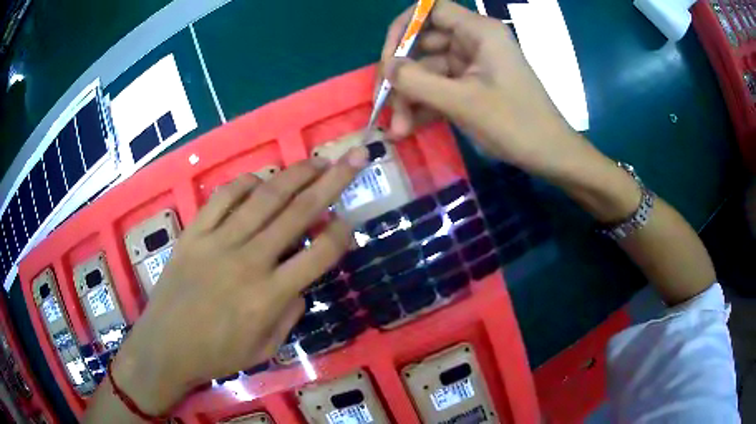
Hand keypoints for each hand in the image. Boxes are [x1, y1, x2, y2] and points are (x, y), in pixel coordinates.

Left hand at [110, 149, 368, 414]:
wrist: (165, 346)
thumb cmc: (217, 355)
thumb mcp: (265, 350)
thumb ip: (289, 315)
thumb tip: (300, 284)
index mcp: (269, 296)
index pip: (318, 254)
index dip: (341, 233)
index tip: (349, 220)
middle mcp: (249, 261)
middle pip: (298, 212)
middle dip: (333, 181)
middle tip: (354, 158)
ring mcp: (218, 242)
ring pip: (264, 198)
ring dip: (295, 174)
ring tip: (317, 161)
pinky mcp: (194, 233)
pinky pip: (223, 198)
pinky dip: (245, 183)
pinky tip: (260, 180)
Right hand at [380, 0, 587, 178]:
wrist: (550, 155)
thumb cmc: (515, 124)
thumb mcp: (463, 102)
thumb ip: (418, 82)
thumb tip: (386, 68)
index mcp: (479, 32)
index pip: (431, 11)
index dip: (404, 29)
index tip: (388, 58)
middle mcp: (474, 41)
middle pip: (423, 44)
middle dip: (403, 75)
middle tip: (384, 104)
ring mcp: (473, 65)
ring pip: (429, 70)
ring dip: (410, 97)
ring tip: (399, 130)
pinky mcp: (472, 85)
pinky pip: (440, 86)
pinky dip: (425, 104)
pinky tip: (410, 127)